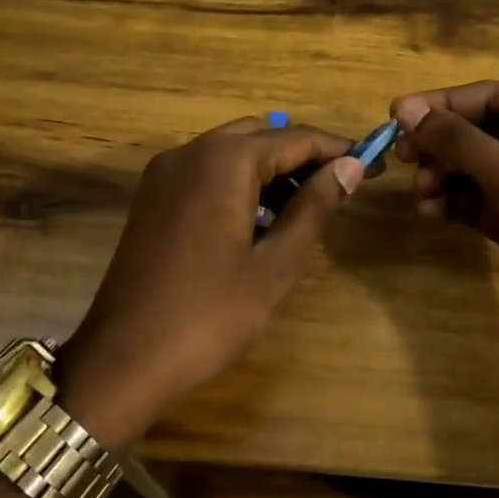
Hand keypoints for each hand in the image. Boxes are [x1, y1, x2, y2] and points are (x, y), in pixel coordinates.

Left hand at [56, 117, 365, 446]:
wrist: (122, 360)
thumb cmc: (208, 315)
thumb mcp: (274, 265)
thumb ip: (314, 208)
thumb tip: (350, 166)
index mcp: (222, 161)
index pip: (294, 139)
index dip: (338, 150)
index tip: (376, 163)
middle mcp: (189, 152)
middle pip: (260, 137)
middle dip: (304, 157)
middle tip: (344, 186)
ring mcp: (164, 174)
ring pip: (232, 153)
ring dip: (272, 171)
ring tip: (309, 208)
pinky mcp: (152, 198)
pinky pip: (207, 173)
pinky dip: (240, 184)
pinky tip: (262, 220)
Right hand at [391, 82, 498, 363]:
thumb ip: (460, 141)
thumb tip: (406, 108)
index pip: (492, 96)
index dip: (442, 105)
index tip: (395, 116)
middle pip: (481, 131)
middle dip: (442, 145)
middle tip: (403, 158)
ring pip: (476, 168)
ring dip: (445, 176)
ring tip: (423, 193)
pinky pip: (479, 201)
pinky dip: (454, 203)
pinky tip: (432, 213)